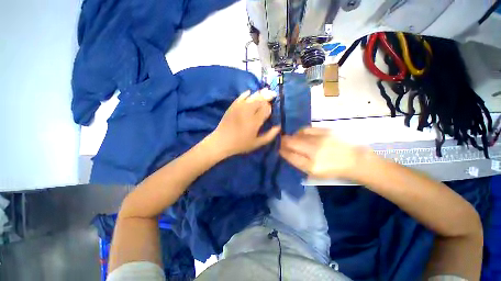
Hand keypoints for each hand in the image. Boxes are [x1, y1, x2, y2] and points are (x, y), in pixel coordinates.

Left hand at [209, 90, 280, 156]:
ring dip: (260, 93)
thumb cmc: (240, 144)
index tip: (271, 109)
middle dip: (267, 96)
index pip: (266, 108)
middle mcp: (248, 111)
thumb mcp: (257, 143)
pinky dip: (247, 94)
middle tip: (272, 94)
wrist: (221, 142)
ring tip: (265, 91)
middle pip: (260, 100)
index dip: (270, 107)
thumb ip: (269, 135)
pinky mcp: (232, 106)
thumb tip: (279, 127)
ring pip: (252, 96)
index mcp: (255, 121)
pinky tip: (250, 92)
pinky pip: (241, 96)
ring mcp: (239, 107)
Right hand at [279, 127, 370, 178]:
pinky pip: (306, 129)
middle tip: (281, 142)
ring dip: (290, 137)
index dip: (282, 151)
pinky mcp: (325, 131)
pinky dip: (300, 132)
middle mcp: (314, 151)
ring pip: (297, 135)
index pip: (290, 156)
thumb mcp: (314, 173)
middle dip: (283, 142)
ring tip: (290, 139)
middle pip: (291, 143)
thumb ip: (299, 163)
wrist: (354, 160)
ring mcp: (320, 140)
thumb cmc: (332, 169)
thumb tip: (286, 152)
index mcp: (311, 166)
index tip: (279, 149)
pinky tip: (300, 135)